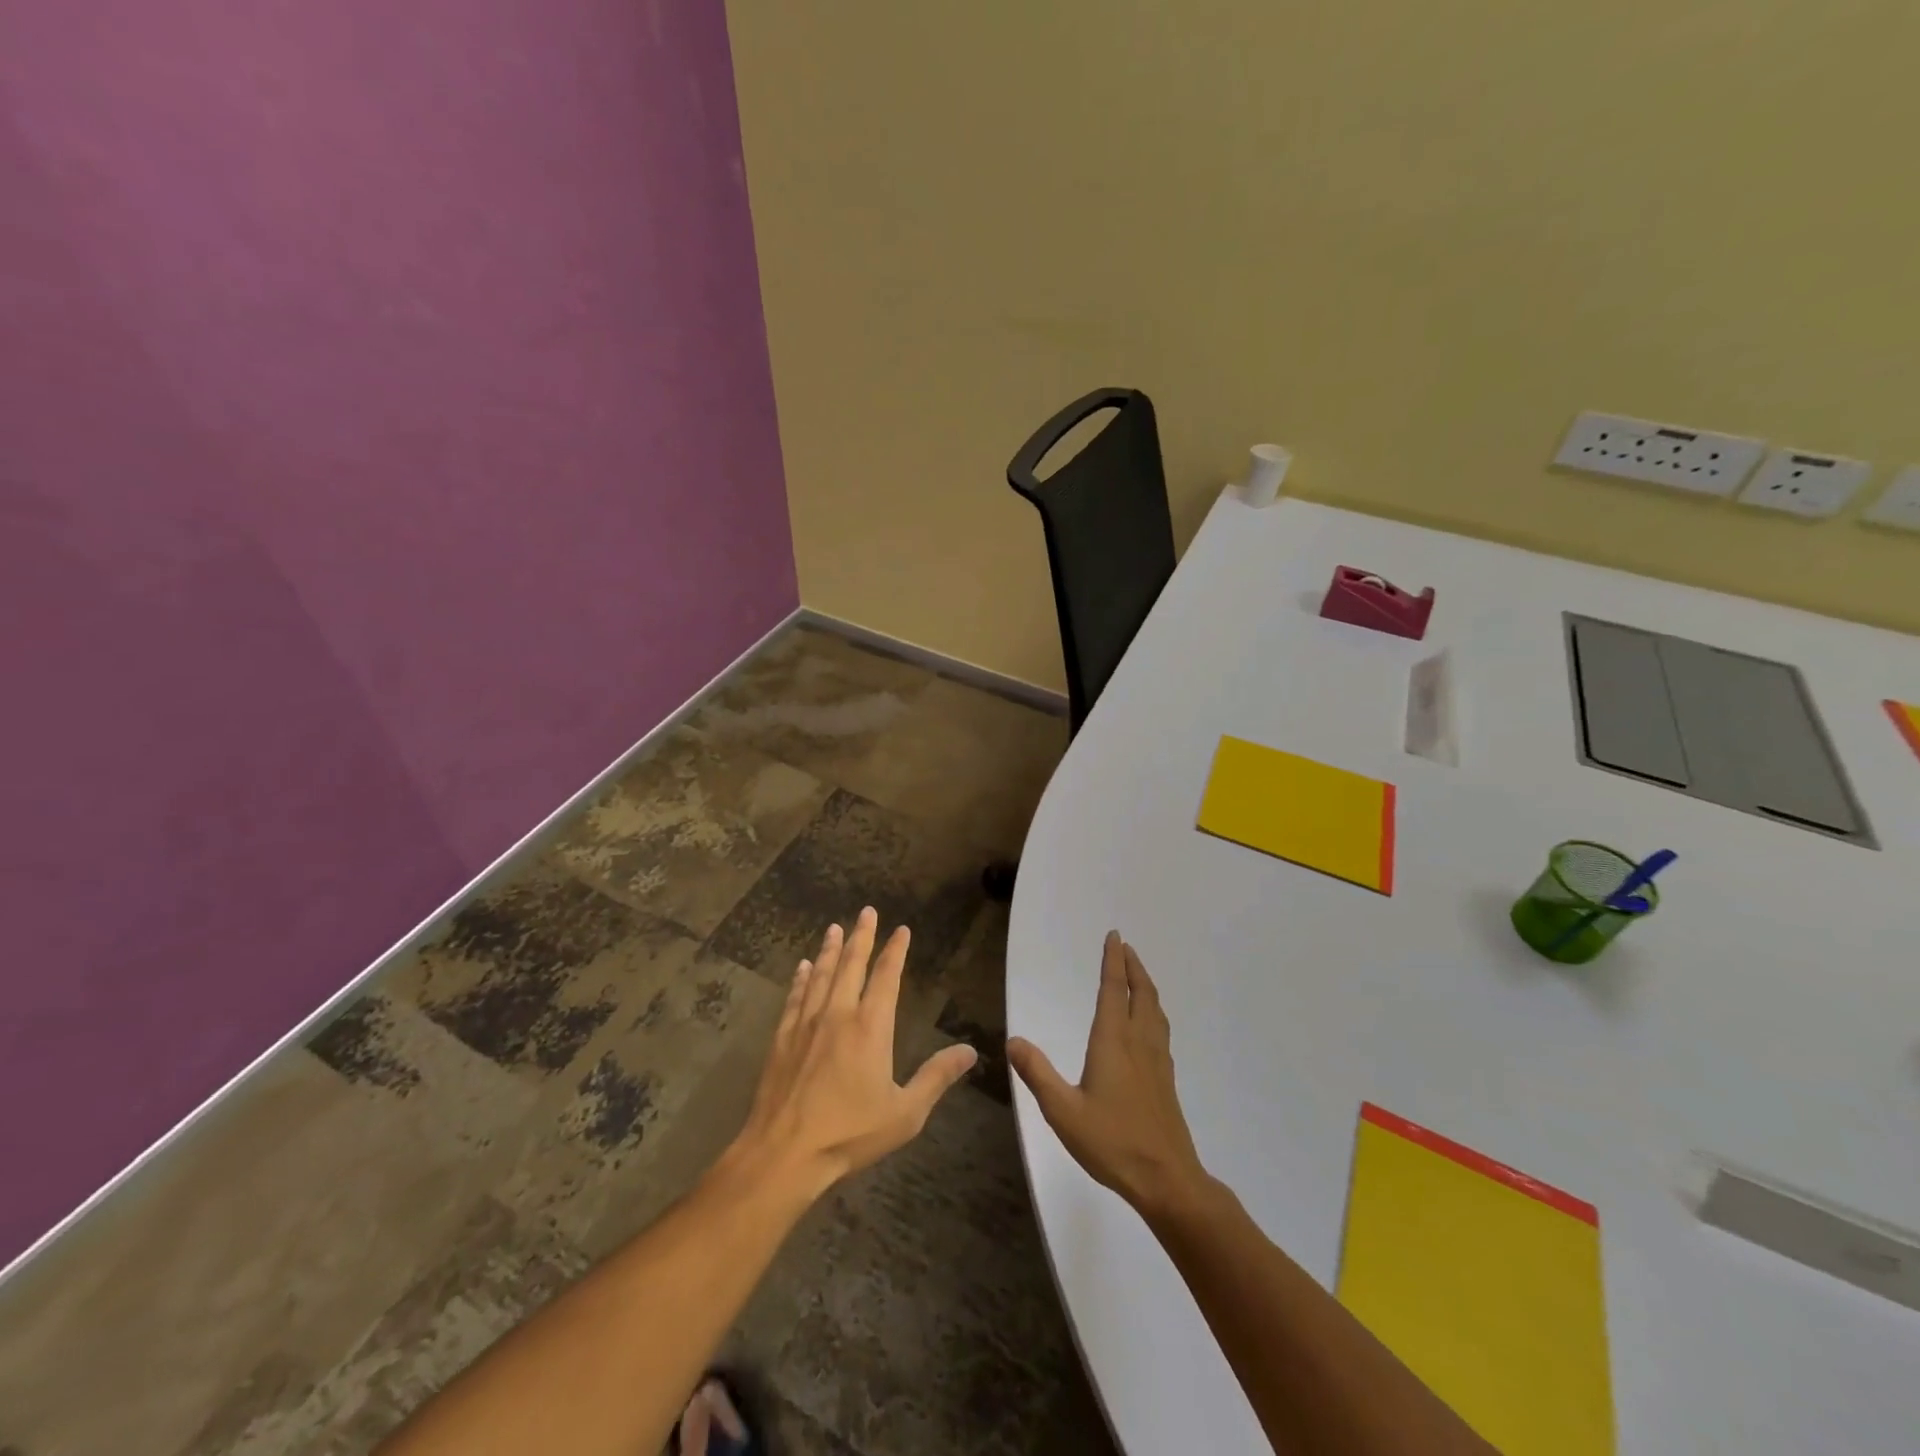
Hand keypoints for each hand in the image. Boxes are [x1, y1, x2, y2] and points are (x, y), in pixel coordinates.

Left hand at [728, 908, 977, 1198]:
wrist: (784, 1153)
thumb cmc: (849, 1133)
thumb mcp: (905, 1112)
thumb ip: (936, 1078)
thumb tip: (970, 1052)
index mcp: (871, 1027)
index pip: (886, 977)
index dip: (895, 951)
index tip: (901, 929)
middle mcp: (838, 1014)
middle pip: (851, 965)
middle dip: (862, 936)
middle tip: (866, 911)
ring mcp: (806, 1024)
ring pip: (821, 975)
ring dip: (830, 949)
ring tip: (835, 928)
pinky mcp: (782, 1039)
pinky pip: (794, 998)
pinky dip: (800, 979)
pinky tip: (802, 968)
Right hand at [1007, 932, 1208, 1217]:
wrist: (1167, 1179)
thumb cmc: (1112, 1142)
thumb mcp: (1063, 1111)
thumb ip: (1038, 1073)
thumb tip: (1013, 1039)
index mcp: (1113, 1042)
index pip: (1113, 990)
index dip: (1113, 961)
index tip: (1114, 936)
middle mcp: (1138, 1042)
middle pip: (1140, 993)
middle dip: (1133, 966)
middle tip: (1126, 946)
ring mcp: (1157, 1060)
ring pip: (1154, 1010)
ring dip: (1146, 986)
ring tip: (1137, 975)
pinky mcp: (1165, 1079)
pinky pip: (1160, 1028)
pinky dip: (1153, 1010)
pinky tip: (1148, 1024)